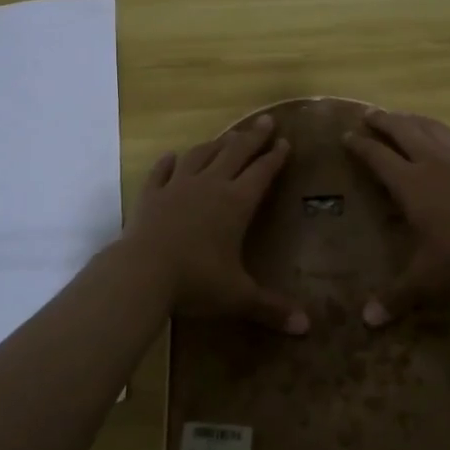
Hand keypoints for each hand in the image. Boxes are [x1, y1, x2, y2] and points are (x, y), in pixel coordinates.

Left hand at [124, 115, 310, 335]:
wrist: (142, 272)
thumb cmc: (196, 281)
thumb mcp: (238, 296)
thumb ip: (271, 308)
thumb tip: (306, 328)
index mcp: (236, 204)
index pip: (262, 173)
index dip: (275, 157)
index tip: (285, 142)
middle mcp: (210, 186)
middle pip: (235, 153)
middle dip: (253, 137)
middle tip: (266, 121)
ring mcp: (177, 187)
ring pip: (200, 155)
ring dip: (216, 144)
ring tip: (226, 136)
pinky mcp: (151, 194)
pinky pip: (162, 171)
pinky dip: (169, 162)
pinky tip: (173, 156)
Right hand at [343, 110, 449, 324]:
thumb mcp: (426, 278)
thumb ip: (396, 295)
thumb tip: (367, 322)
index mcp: (410, 184)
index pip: (377, 158)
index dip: (360, 146)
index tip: (346, 135)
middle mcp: (434, 163)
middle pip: (404, 132)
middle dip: (385, 121)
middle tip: (371, 113)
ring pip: (438, 131)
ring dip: (420, 120)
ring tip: (408, 115)